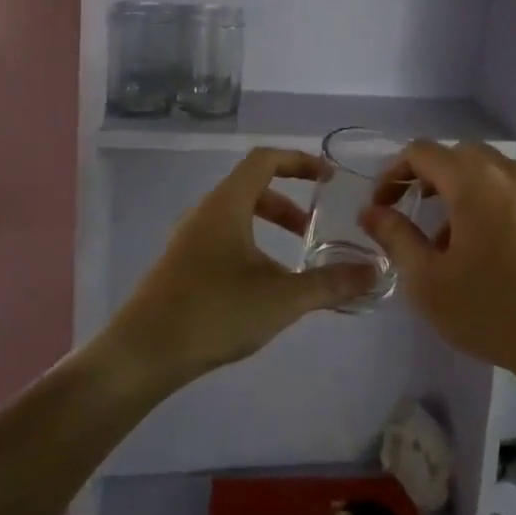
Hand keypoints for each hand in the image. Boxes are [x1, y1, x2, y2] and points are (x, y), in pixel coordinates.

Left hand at [106, 147, 378, 388]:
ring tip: (292, 262)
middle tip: (312, 229)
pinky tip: (260, 287)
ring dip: (268, 227)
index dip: (300, 161)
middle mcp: (204, 212)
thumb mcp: (282, 298)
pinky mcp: (179, 265)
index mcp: (226, 204)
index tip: (329, 178)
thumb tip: (374, 271)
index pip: (265, 159)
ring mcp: (187, 239)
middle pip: (252, 187)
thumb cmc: (214, 313)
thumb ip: (331, 283)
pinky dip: (250, 246)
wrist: (141, 355)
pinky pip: (222, 238)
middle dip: (287, 203)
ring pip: (236, 215)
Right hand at [360, 141, 515, 381]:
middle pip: (457, 155)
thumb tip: (372, 211)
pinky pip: (512, 190)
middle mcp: (509, 171)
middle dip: (428, 177)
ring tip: (449, 241)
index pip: (422, 151)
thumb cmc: (496, 311)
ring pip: (488, 171)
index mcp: (475, 180)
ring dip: (460, 191)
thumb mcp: (430, 281)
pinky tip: (488, 251)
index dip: (393, 173)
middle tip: (412, 213)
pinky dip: (489, 202)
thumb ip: (396, 238)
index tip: (382, 206)